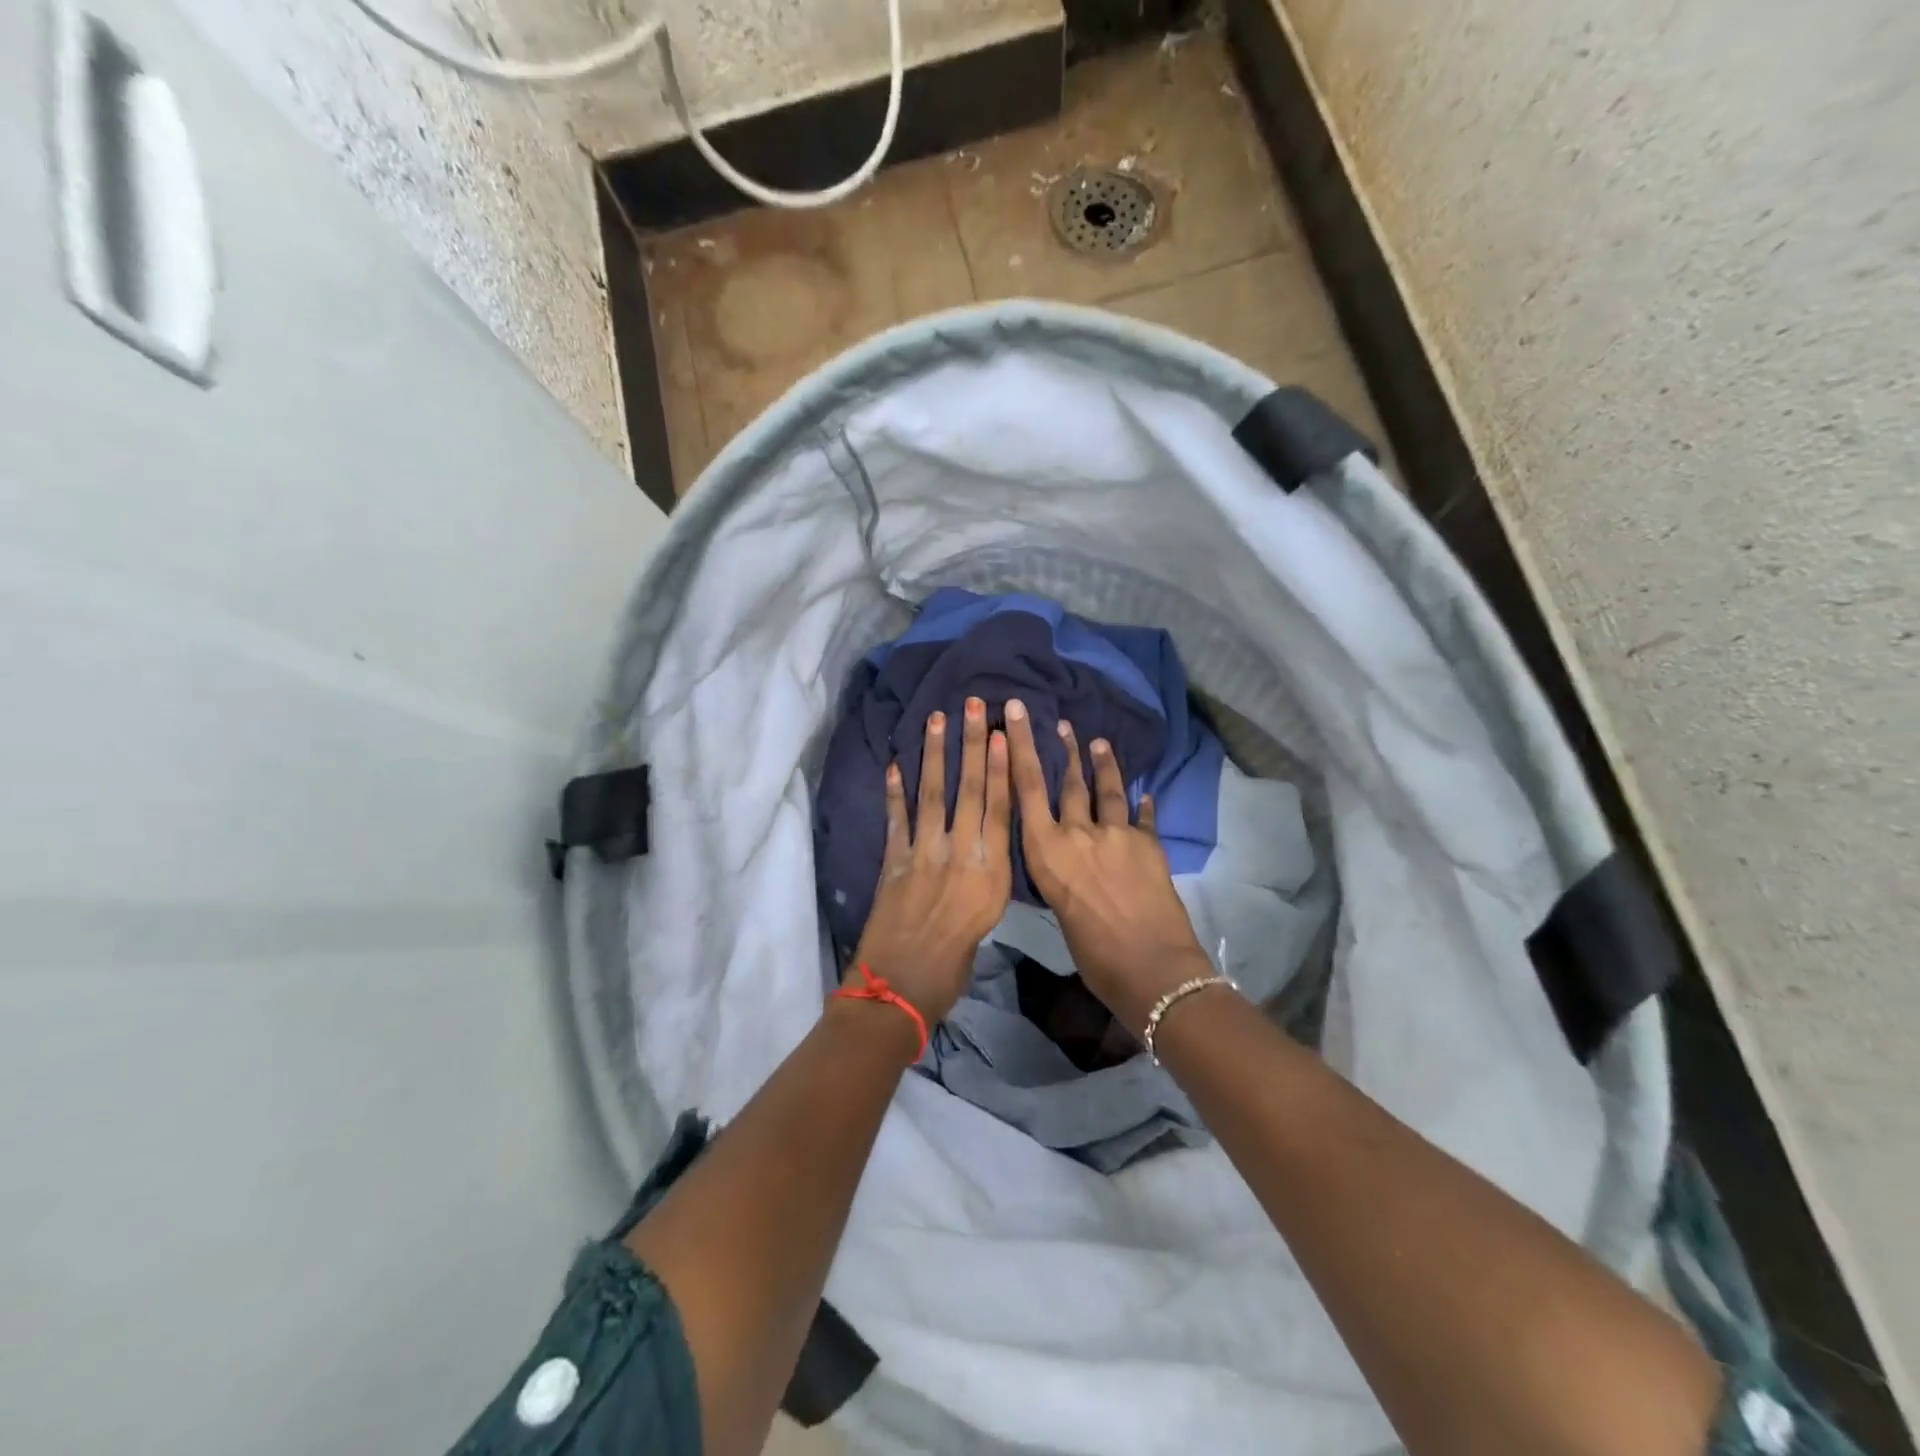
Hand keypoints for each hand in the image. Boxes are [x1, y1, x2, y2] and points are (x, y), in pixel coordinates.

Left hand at [849, 697, 1011, 1024]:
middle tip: (973, 706)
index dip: (1000, 768)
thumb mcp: (986, 922)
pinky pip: (895, 819)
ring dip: (935, 754)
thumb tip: (983, 857)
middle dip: (972, 745)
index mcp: (990, 870)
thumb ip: (986, 882)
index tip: (1001, 734)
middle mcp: (960, 852)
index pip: (998, 808)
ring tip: (938, 719)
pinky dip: (894, 792)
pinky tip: (894, 764)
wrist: (901, 987)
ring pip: (933, 794)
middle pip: (969, 790)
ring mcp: (923, 853)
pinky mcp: (892, 861)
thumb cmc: (952, 966)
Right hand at [1004, 698, 1210, 1034]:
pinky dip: (1142, 804)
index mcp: (1046, 851)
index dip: (1020, 746)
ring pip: (1107, 790)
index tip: (1017, 713)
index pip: (1026, 787)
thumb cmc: (1093, 954)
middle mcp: (1078, 833)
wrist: (1151, 968)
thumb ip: (1060, 874)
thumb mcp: (1059, 908)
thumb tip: (1068, 863)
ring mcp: (1117, 835)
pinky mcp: (1149, 844)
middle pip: (1068, 781)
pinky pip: (1142, 817)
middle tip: (1060, 722)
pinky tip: (1145, 792)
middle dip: (1062, 747)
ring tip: (1099, 742)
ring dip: (1103, 764)